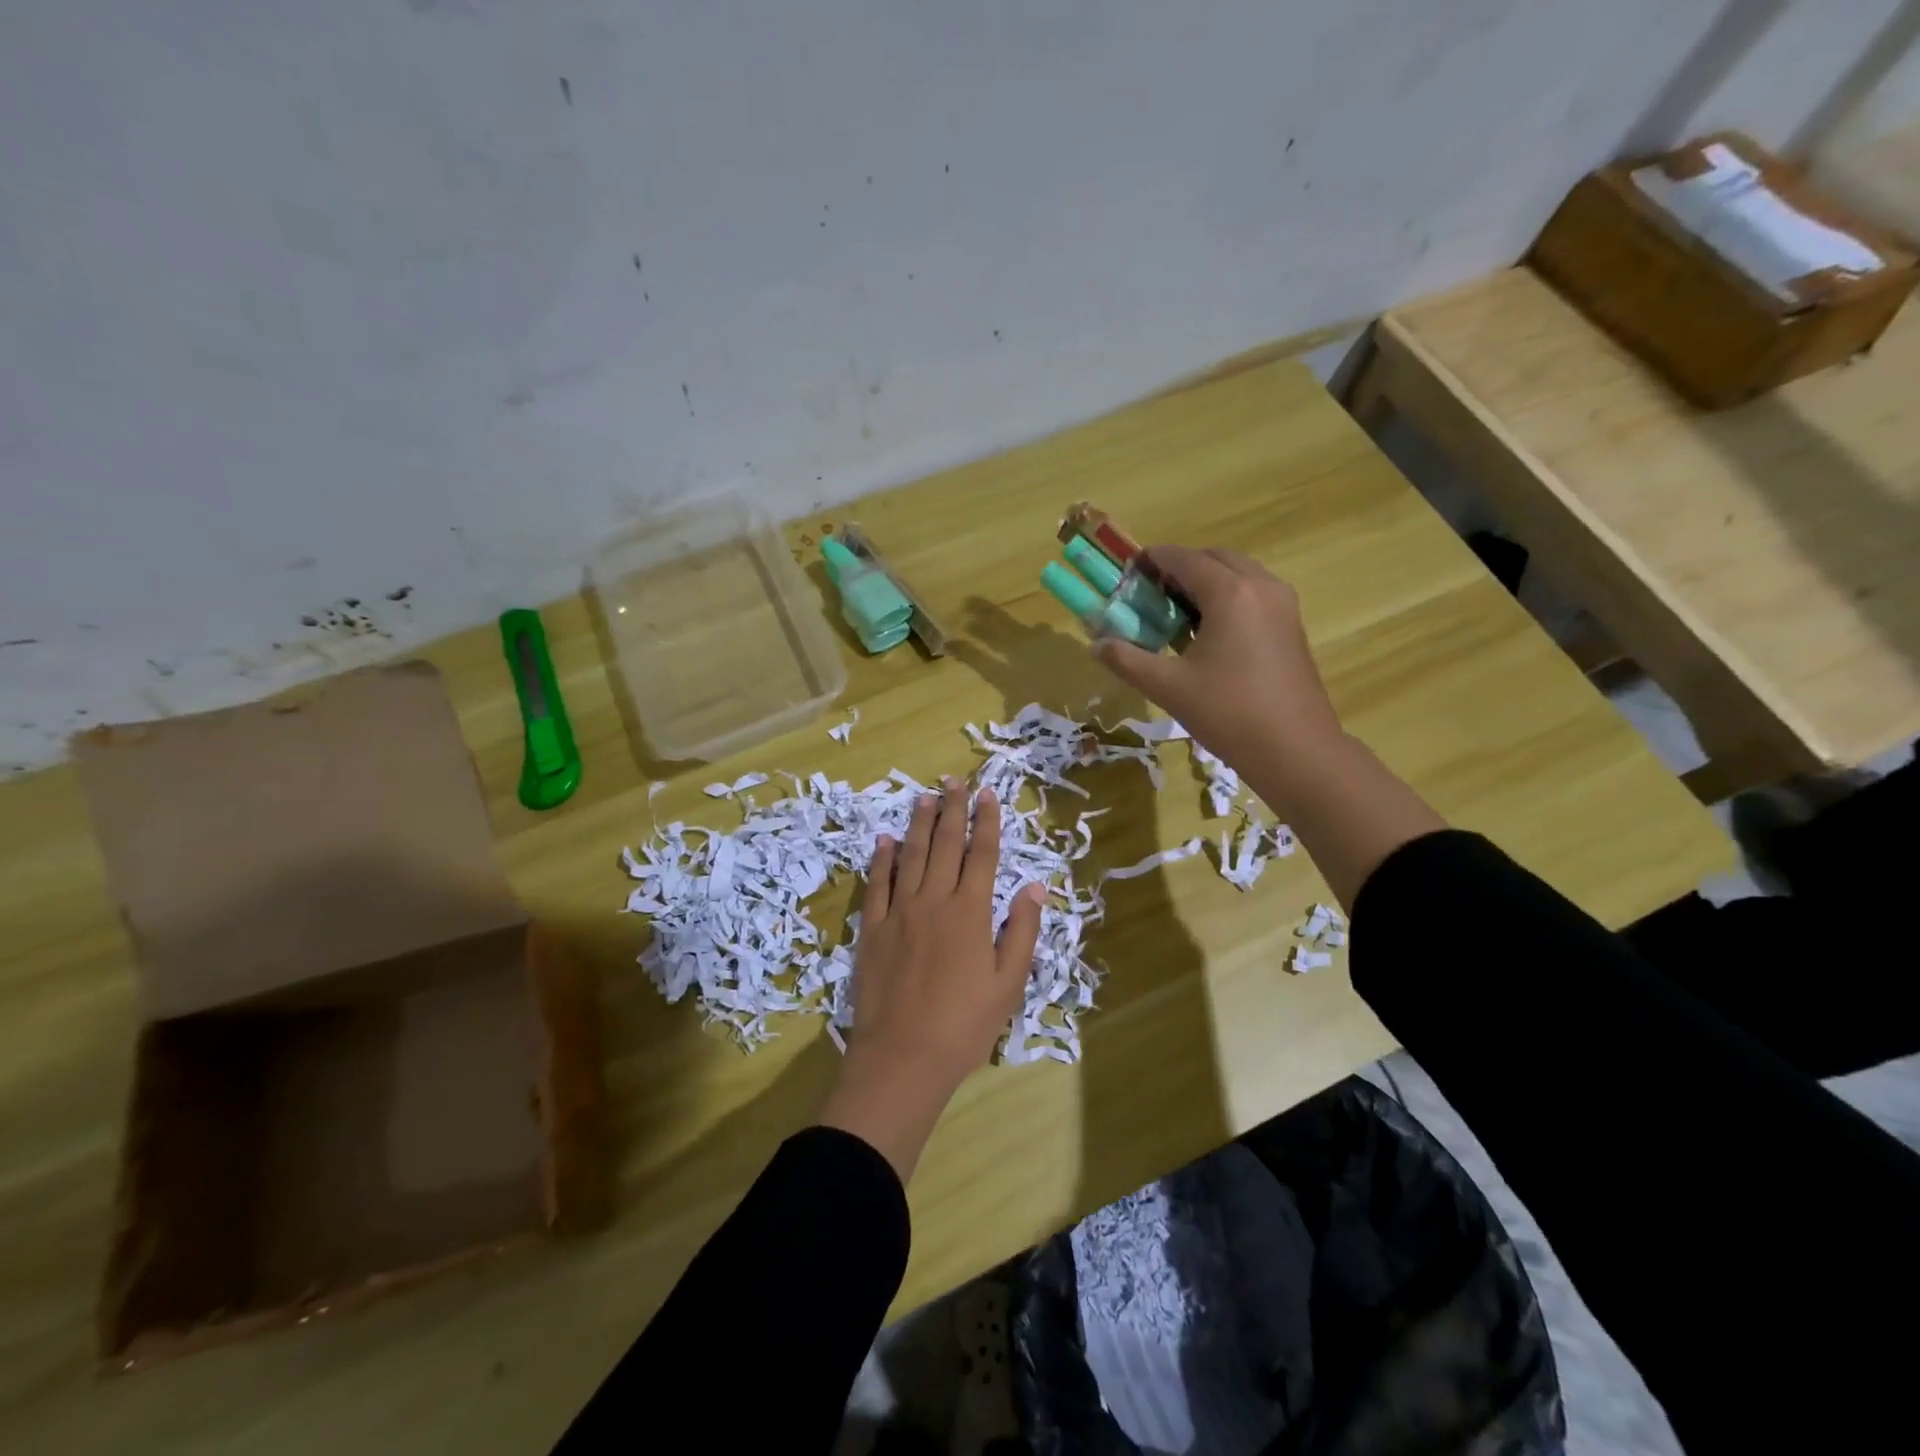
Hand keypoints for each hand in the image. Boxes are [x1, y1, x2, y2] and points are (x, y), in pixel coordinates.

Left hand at [817, 779, 1044, 1181]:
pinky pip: (877, 884)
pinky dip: (881, 859)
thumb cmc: (964, 1025)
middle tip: (954, 779)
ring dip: (919, 824)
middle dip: (952, 809)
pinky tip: (884, 840)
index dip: (986, 822)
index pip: (982, 855)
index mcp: (970, 913)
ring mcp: (899, 912)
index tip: (988, 794)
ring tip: (925, 796)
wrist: (903, 1057)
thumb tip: (1035, 887)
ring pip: (910, 856)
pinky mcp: (872, 929)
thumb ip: (1021, 932)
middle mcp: (934, 901)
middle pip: (945, 845)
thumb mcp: (1008, 984)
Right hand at [1095, 546, 1344, 786]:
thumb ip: (1127, 659)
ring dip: (1206, 583)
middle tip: (1151, 594)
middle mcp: (1261, 586)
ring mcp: (1283, 605)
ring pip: (1238, 575)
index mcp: (1230, 592)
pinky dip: (1227, 599)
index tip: (1128, 571)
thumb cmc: (1228, 713)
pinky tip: (1208, 634)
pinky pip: (1254, 595)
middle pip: (1215, 559)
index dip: (1153, 560)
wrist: (1296, 750)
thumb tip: (1095, 645)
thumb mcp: (1168, 686)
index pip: (1184, 558)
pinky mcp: (1292, 627)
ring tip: (1176, 614)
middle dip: (1180, 568)